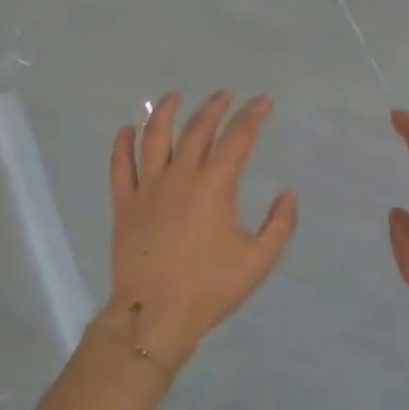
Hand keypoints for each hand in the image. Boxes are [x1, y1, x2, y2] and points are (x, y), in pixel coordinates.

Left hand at [103, 92, 297, 367]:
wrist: (156, 314)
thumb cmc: (211, 288)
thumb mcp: (259, 260)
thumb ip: (280, 224)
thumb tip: (288, 194)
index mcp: (214, 186)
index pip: (238, 138)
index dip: (253, 115)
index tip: (263, 102)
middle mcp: (180, 176)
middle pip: (197, 130)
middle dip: (213, 108)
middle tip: (224, 96)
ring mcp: (147, 188)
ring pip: (154, 138)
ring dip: (166, 113)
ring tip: (174, 97)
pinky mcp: (124, 204)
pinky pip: (120, 166)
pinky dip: (122, 145)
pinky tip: (126, 129)